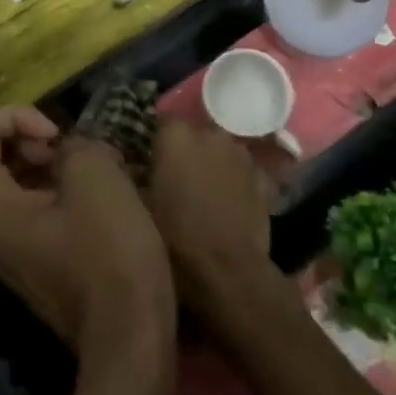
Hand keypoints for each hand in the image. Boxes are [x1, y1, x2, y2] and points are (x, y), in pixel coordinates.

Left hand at [0, 108, 175, 376]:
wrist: (128, 337)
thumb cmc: (111, 254)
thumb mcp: (97, 175)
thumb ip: (71, 143)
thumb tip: (66, 152)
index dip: (17, 115)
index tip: (58, 135)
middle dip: (14, 131)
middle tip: (59, 143)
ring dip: (26, 155)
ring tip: (73, 164)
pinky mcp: (16, 257)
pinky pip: (9, 200)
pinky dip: (34, 181)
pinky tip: (76, 189)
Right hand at [144, 117, 280, 321]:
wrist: (226, 273)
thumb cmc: (174, 239)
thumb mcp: (138, 207)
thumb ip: (134, 177)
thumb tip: (132, 166)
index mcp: (176, 136)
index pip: (162, 121)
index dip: (156, 140)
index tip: (150, 160)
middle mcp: (211, 134)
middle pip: (195, 133)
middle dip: (187, 150)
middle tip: (177, 179)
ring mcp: (241, 154)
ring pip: (221, 150)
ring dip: (213, 162)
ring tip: (205, 192)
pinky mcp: (263, 177)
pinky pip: (244, 171)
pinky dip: (237, 181)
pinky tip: (231, 204)